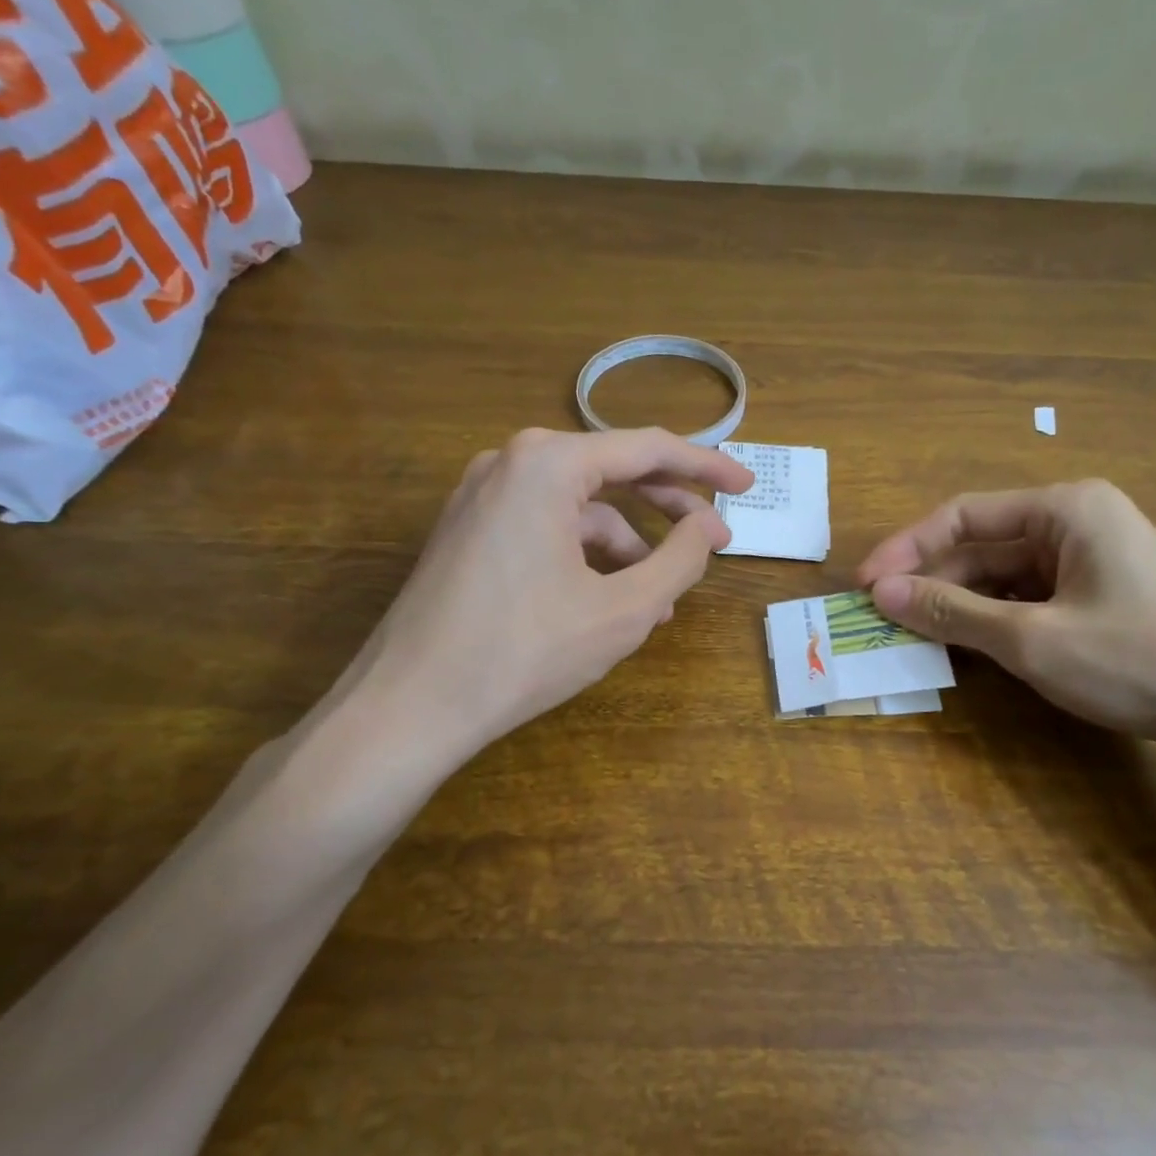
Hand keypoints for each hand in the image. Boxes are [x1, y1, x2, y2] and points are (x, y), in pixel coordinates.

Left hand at [336, 427, 752, 769]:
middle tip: (716, 536)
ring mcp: (482, 496)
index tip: (747, 485)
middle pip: (611, 471)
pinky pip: (546, 528)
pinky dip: (586, 556)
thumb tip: (709, 527)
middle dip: (668, 506)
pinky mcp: (468, 531)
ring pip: (578, 507)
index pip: (648, 448)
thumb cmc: (524, 652)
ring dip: (628, 545)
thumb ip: (680, 560)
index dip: (706, 467)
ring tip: (662, 598)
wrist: (408, 707)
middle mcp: (511, 462)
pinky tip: (609, 601)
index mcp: (548, 463)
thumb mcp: (623, 609)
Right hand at [856, 480, 1155, 742]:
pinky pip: (1035, 601)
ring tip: (918, 637)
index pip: (964, 515)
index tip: (866, 586)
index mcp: (1066, 508)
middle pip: (986, 545)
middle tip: (886, 619)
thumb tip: (881, 593)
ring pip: (1008, 577)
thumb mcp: (1030, 638)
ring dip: (962, 605)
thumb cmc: (1138, 660)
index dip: (907, 548)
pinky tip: (973, 649)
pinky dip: (998, 622)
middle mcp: (1081, 524)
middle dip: (934, 581)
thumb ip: (950, 611)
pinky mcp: (1110, 604)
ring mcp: (1099, 565)